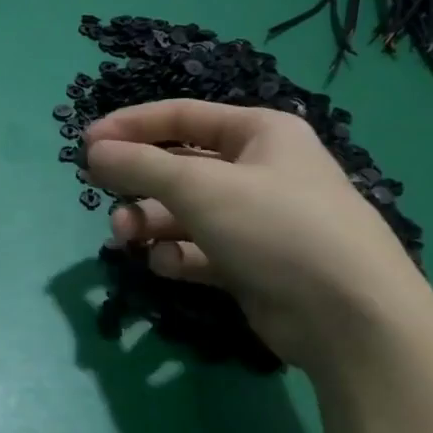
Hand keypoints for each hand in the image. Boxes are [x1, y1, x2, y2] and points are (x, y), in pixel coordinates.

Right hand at [83, 100, 432, 372]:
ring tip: (126, 238)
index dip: (131, 126)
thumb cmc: (275, 227)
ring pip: (183, 212)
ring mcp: (254, 221)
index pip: (182, 117)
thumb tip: (93, 152)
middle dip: (138, 183)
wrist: (347, 315)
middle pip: (179, 167)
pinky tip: (166, 264)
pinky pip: (198, 250)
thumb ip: (140, 166)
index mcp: (259, 133)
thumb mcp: (201, 188)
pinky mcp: (249, 264)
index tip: (86, 143)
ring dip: (149, 222)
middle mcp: (258, 171)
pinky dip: (176, 254)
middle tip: (102, 197)